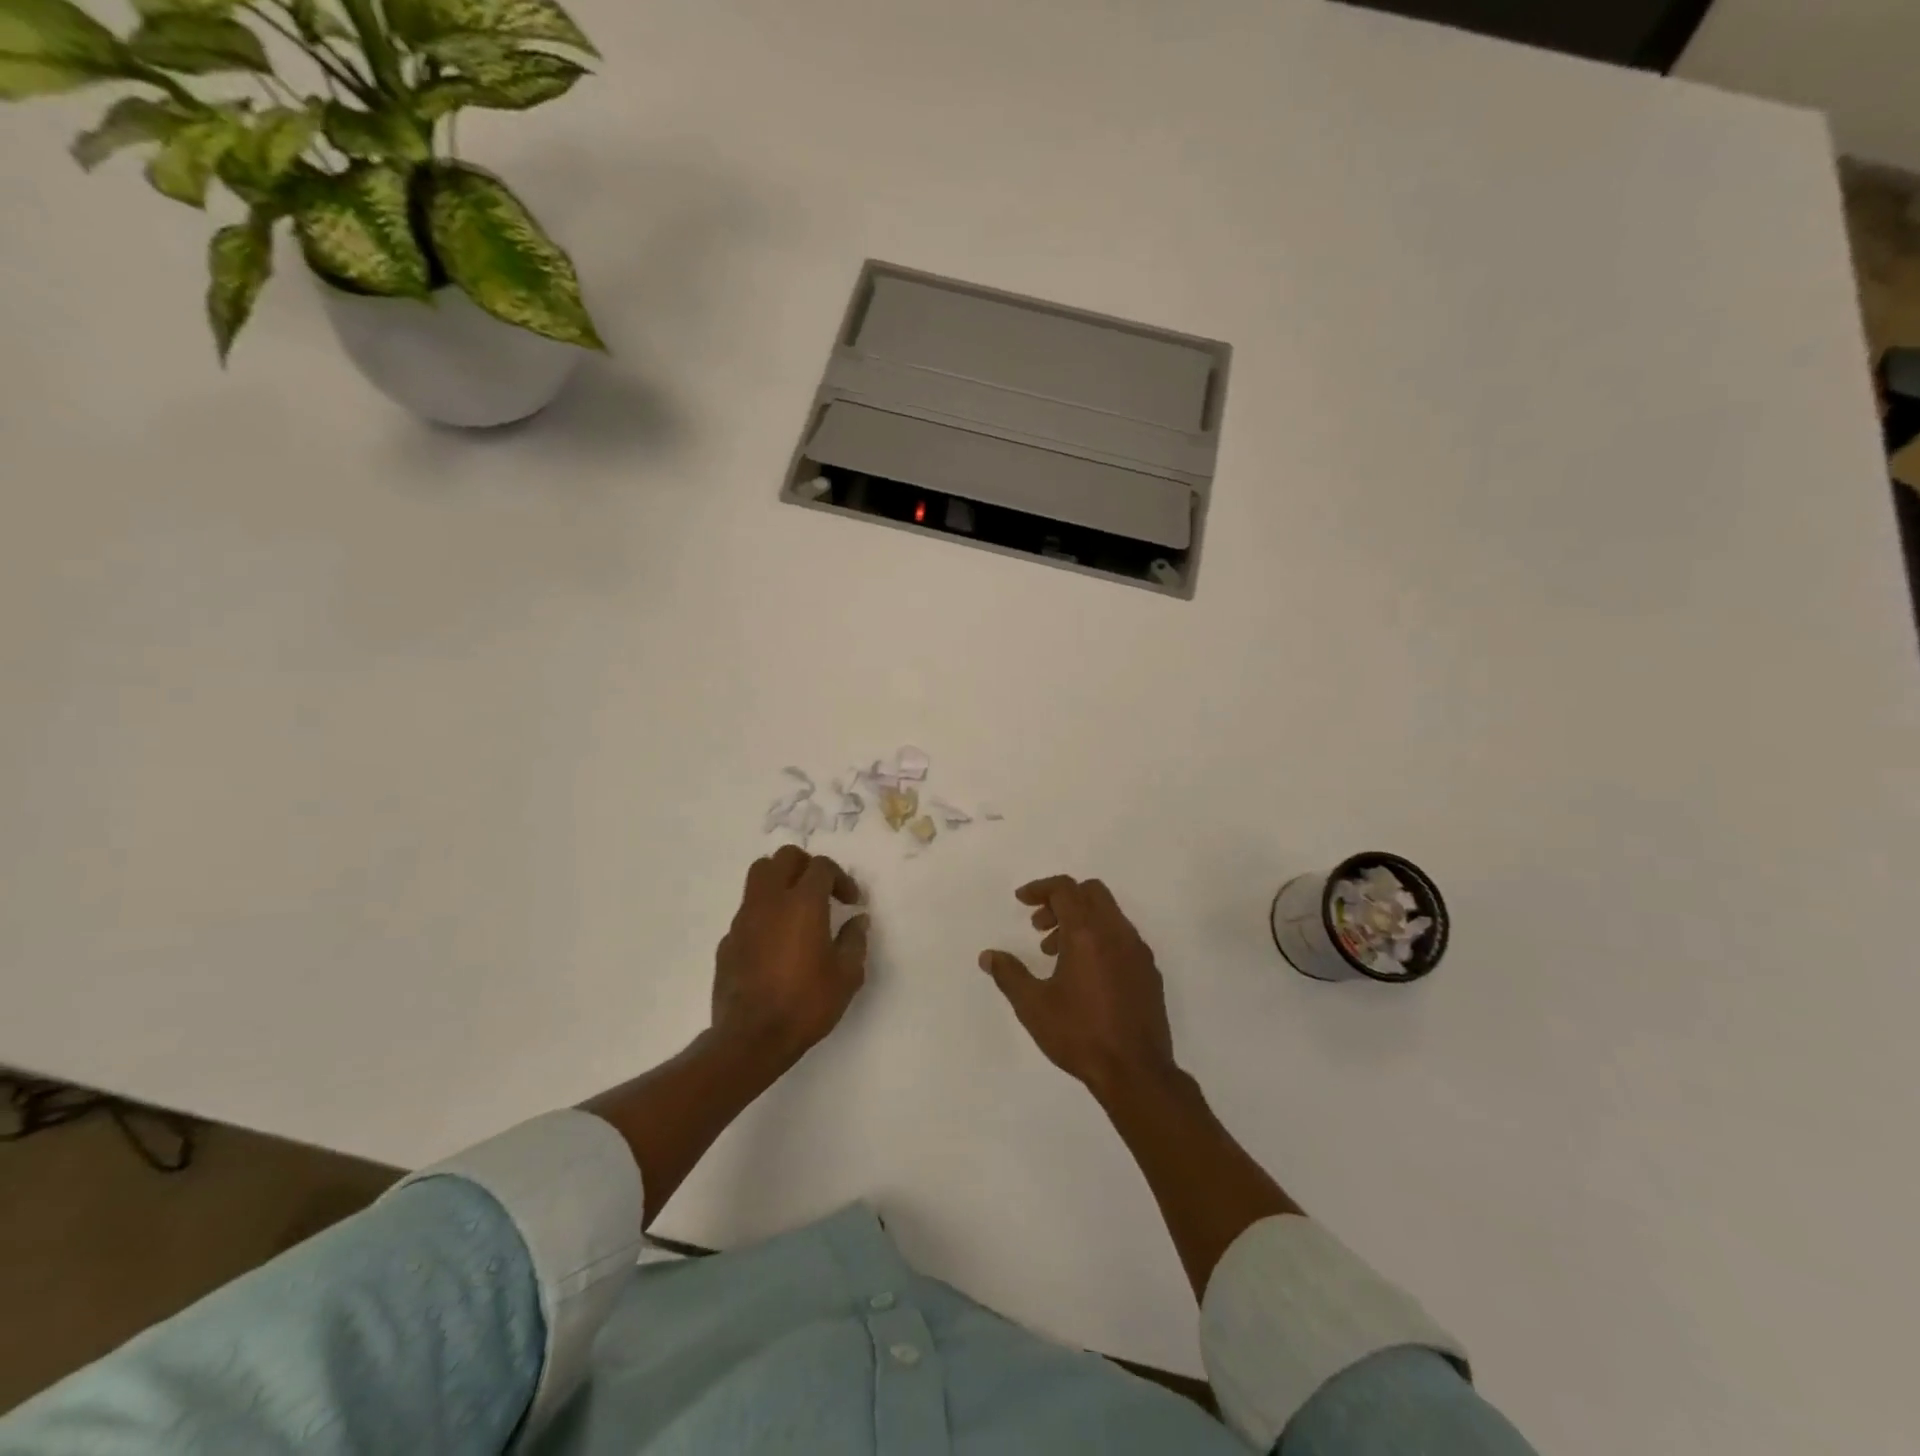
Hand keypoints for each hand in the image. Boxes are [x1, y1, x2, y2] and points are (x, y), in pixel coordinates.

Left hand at [713, 846, 868, 1065]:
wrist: (751, 1038)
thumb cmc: (806, 1003)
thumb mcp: (847, 975)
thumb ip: (855, 940)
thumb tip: (858, 920)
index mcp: (803, 903)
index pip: (821, 866)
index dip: (840, 877)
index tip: (850, 901)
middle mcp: (770, 901)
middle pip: (784, 857)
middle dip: (806, 866)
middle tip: (821, 891)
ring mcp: (744, 919)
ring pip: (758, 876)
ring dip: (780, 882)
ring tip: (796, 909)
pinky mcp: (727, 940)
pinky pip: (747, 912)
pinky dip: (764, 914)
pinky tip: (775, 944)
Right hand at [978, 876, 1177, 1099]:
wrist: (1136, 1072)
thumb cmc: (1080, 1034)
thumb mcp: (1033, 1006)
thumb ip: (1009, 974)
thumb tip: (988, 956)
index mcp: (1087, 933)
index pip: (1065, 889)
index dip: (1040, 888)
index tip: (1021, 901)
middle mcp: (1117, 933)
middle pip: (1091, 892)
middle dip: (1061, 900)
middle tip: (1039, 927)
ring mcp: (1138, 951)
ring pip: (1108, 914)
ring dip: (1080, 921)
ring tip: (1056, 955)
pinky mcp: (1149, 971)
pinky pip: (1122, 937)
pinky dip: (1100, 938)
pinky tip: (1086, 974)